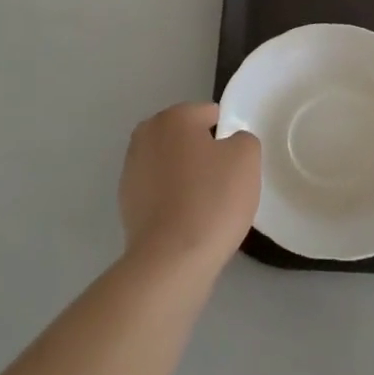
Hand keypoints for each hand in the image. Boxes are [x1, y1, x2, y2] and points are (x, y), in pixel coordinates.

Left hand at [119, 104, 260, 271]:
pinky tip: (187, 222)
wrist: (171, 260)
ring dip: (186, 177)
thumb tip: (229, 145)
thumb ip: (243, 139)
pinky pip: (159, 191)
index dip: (228, 137)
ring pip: (171, 164)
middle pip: (186, 138)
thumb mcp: (247, 159)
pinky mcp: (126, 202)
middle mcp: (146, 134)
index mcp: (174, 117)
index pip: (210, 114)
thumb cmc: (212, 200)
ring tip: (205, 207)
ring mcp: (131, 169)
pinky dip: (172, 200)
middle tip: (223, 183)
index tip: (236, 164)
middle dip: (204, 154)